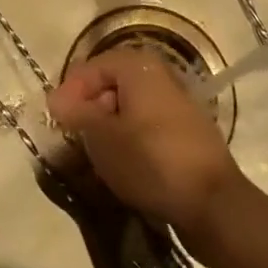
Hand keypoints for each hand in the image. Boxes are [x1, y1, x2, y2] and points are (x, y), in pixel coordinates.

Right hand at [47, 43, 243, 239]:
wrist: (212, 202)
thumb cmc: (150, 160)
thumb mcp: (102, 136)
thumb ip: (76, 112)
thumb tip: (56, 98)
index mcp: (138, 66)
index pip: (91, 67)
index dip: (69, 92)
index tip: (56, 121)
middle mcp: (159, 75)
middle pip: (111, 83)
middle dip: (89, 107)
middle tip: (73, 136)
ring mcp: (176, 102)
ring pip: (129, 105)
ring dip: (108, 124)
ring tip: (94, 152)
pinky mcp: (185, 130)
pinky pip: (146, 123)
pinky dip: (129, 136)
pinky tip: (122, 162)